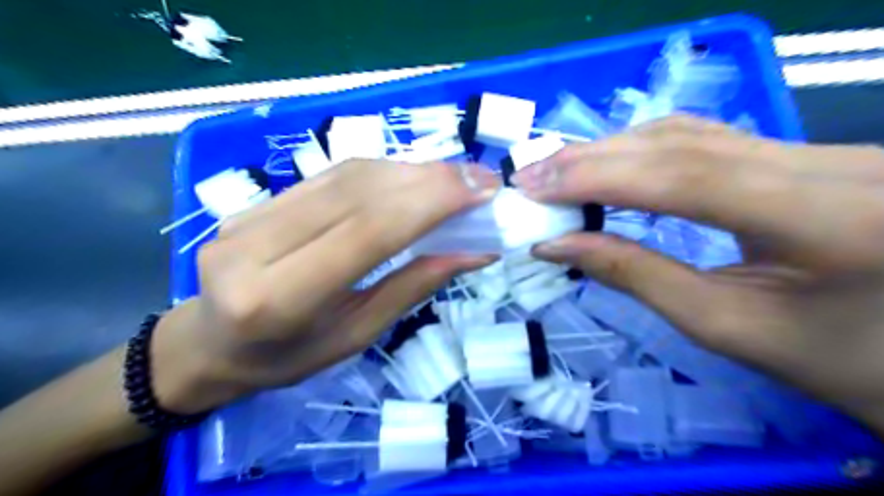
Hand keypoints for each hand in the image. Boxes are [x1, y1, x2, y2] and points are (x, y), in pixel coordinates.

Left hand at [147, 158, 499, 413]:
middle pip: (357, 193)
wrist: (212, 342)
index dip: (429, 202)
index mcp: (279, 298)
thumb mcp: (357, 336)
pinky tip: (413, 178)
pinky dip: (382, 172)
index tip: (481, 190)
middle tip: (479, 179)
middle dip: (429, 180)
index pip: (366, 231)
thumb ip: (412, 287)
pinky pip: (331, 175)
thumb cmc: (289, 357)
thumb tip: (473, 251)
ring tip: (454, 179)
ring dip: (409, 171)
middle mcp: (256, 246)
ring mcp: (249, 215)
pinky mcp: (256, 201)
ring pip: (346, 175)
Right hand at [515, 116, 883, 433]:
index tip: (535, 189)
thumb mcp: (726, 326)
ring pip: (690, 132)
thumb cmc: (833, 360)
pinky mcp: (800, 155)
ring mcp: (816, 151)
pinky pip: (705, 140)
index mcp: (825, 217)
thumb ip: (636, 275)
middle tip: (531, 177)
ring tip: (557, 172)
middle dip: (593, 158)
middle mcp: (828, 163)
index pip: (683, 175)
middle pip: (681, 143)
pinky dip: (643, 149)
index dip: (598, 177)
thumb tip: (558, 245)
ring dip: (613, 149)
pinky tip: (609, 163)